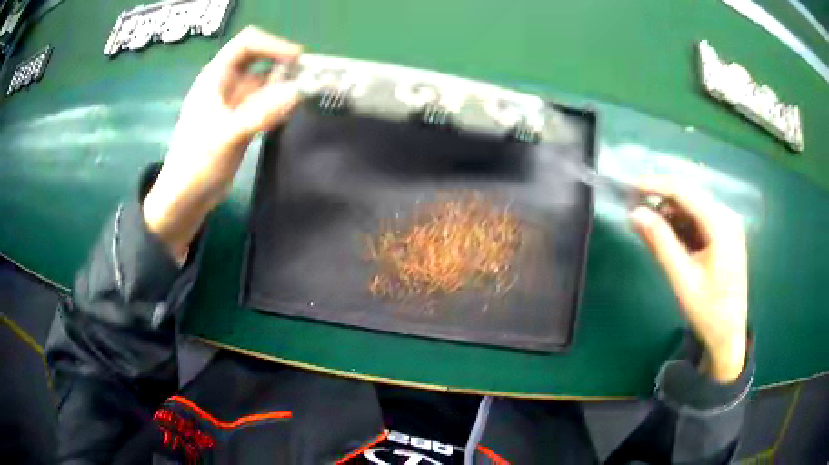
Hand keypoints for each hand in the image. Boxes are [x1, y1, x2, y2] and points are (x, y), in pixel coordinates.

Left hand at [143, 26, 302, 260]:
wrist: (185, 198)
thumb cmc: (196, 164)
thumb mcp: (226, 137)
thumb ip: (260, 113)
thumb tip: (298, 92)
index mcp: (216, 77)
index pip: (247, 43)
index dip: (273, 45)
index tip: (297, 59)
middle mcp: (226, 84)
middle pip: (260, 60)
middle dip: (284, 65)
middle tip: (310, 77)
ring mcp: (234, 103)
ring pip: (265, 83)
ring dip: (285, 85)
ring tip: (307, 94)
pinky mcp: (241, 121)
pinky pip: (265, 103)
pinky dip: (280, 104)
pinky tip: (290, 113)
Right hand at [629, 177, 747, 382]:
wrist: (729, 335)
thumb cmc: (708, 311)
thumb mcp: (682, 279)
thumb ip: (660, 243)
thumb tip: (635, 213)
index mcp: (721, 224)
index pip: (685, 191)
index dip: (656, 185)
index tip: (630, 187)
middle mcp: (727, 216)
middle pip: (690, 194)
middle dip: (662, 198)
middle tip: (635, 208)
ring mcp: (728, 225)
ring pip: (693, 206)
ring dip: (670, 212)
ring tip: (648, 226)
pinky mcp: (725, 234)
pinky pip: (699, 219)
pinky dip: (681, 224)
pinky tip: (668, 237)